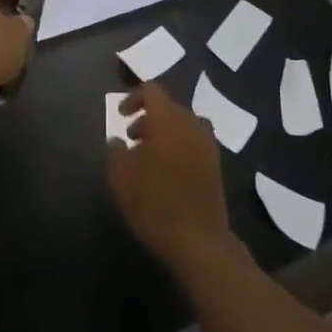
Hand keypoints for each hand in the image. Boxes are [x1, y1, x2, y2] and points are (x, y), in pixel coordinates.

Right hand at [107, 81, 237, 274]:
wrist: (199, 240)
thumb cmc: (155, 203)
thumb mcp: (121, 177)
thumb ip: (116, 152)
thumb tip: (118, 140)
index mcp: (169, 119)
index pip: (152, 91)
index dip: (134, 98)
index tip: (121, 115)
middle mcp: (192, 123)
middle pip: (168, 107)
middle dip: (148, 118)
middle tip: (131, 138)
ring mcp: (208, 144)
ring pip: (182, 125)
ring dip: (163, 132)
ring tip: (147, 156)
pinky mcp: (216, 164)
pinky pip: (193, 142)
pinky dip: (178, 146)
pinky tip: (166, 171)